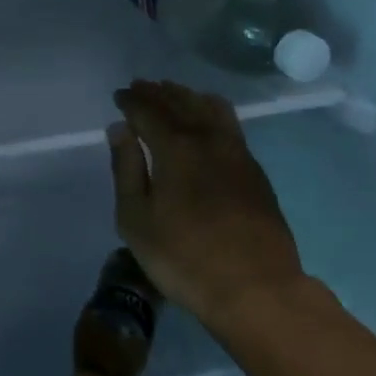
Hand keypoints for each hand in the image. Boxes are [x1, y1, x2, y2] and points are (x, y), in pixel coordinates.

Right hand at [108, 79, 307, 335]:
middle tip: (140, 87)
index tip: (119, 96)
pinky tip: (206, 118)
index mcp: (175, 147)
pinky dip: (210, 110)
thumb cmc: (184, 258)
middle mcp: (207, 139)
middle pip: (179, 103)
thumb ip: (126, 169)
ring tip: (171, 93)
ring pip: (209, 108)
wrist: (257, 289)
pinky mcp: (254, 170)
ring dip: (186, 96)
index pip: (148, 111)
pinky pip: (229, 123)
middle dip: (157, 92)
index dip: (131, 101)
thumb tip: (119, 129)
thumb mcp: (136, 219)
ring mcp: (236, 152)